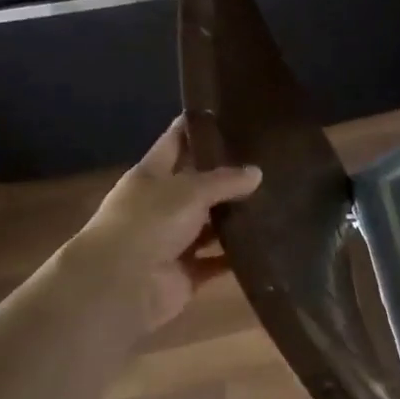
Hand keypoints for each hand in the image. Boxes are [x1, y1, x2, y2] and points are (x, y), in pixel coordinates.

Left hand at [71, 117, 260, 331]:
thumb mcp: (189, 190)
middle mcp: (161, 205)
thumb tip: (257, 172)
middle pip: (198, 184)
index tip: (230, 113)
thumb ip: (225, 180)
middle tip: (269, 161)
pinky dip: (237, 257)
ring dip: (236, 219)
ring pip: (211, 225)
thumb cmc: (148, 223)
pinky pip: (218, 261)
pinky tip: (267, 244)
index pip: (176, 141)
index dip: (198, 127)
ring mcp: (173, 241)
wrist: (121, 285)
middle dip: (229, 176)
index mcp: (151, 175)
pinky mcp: (187, 273)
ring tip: (278, 201)